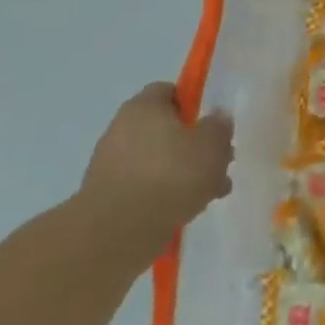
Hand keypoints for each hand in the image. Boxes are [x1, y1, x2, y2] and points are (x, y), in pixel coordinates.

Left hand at [76, 82, 233, 259]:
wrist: (117, 232)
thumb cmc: (171, 174)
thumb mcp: (212, 143)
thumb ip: (219, 126)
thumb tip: (216, 118)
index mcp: (144, 107)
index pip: (169, 91)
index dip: (193, 103)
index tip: (212, 123)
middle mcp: (120, 129)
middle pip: (164, 129)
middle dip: (192, 145)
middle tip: (218, 163)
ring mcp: (108, 165)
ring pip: (157, 161)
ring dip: (181, 173)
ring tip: (208, 193)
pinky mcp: (105, 198)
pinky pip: (143, 187)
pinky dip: (163, 195)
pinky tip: (184, 210)